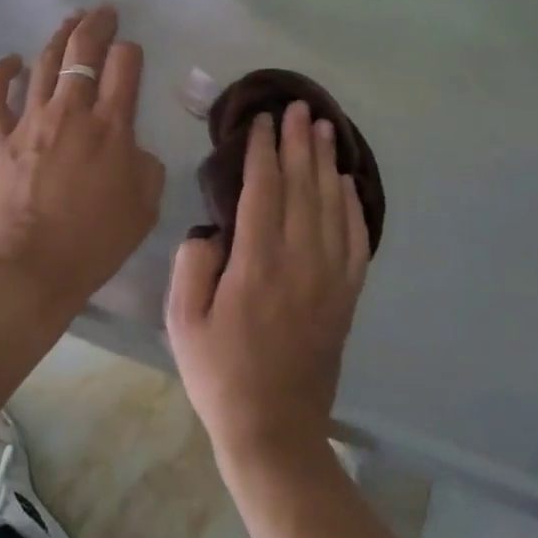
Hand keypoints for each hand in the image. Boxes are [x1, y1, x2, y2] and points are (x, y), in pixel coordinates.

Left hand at [0, 6, 165, 319]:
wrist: (33, 269)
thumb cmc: (96, 241)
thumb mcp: (145, 205)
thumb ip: (146, 165)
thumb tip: (131, 147)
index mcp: (111, 126)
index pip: (124, 65)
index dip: (130, 52)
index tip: (131, 54)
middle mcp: (71, 112)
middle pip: (83, 51)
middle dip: (97, 25)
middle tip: (104, 11)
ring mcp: (31, 121)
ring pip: (44, 63)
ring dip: (59, 37)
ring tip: (71, 20)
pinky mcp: (0, 138)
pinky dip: (0, 74)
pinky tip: (10, 60)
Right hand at [166, 101, 370, 472]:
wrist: (274, 430)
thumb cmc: (220, 373)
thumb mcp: (183, 321)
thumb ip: (193, 264)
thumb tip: (212, 229)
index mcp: (257, 263)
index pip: (263, 189)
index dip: (264, 150)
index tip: (263, 121)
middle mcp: (299, 260)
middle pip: (302, 186)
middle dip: (298, 142)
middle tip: (298, 107)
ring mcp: (329, 277)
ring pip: (330, 204)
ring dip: (326, 162)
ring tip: (324, 128)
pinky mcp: (346, 295)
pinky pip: (354, 238)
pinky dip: (351, 204)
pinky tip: (346, 182)